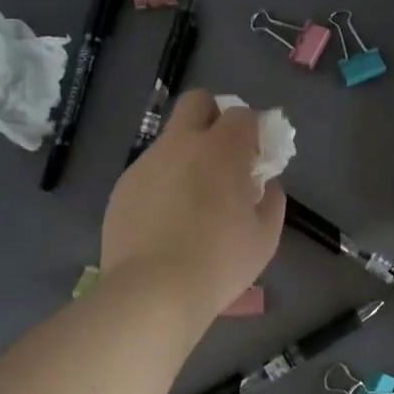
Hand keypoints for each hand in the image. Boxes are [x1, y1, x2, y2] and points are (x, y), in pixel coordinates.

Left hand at [101, 90, 285, 324]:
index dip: (252, 131)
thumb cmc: (219, 262)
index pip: (242, 114)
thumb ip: (271, 199)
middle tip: (223, 156)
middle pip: (197, 102)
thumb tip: (263, 184)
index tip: (256, 158)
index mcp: (221, 149)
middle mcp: (181, 144)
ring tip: (192, 201)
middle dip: (213, 117)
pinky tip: (166, 221)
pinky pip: (150, 171)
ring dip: (187, 155)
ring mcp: (146, 163)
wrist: (153, 292)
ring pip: (170, 140)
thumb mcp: (265, 235)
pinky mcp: (123, 187)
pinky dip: (163, 183)